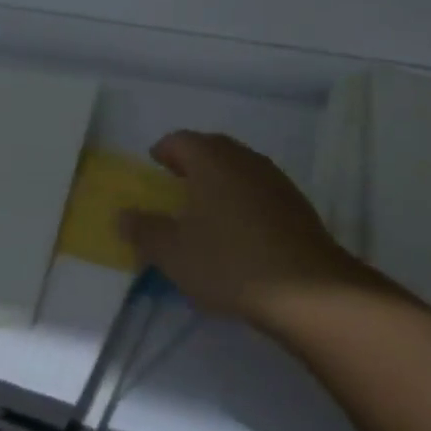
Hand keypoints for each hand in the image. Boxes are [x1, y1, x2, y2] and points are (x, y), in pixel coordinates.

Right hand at [118, 131, 369, 332]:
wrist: (308, 290)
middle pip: (211, 148)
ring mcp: (273, 178)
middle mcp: (242, 158)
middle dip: (191, 162)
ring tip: (206, 208)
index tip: (153, 165)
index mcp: (210, 159)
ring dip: (220, 180)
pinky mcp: (296, 203)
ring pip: (238, 167)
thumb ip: (144, 231)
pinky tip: (240, 229)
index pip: (180, 140)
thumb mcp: (174, 253)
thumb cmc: (229, 262)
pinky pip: (259, 189)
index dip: (163, 151)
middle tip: (176, 184)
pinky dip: (243, 198)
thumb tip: (122, 216)